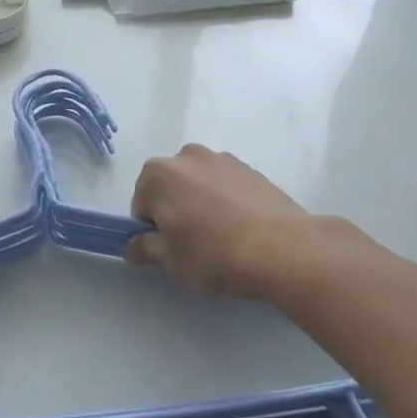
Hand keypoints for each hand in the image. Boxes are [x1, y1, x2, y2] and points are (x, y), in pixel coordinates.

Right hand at [127, 145, 322, 300]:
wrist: (282, 247)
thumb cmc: (213, 254)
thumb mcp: (171, 261)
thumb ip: (146, 249)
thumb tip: (134, 246)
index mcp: (157, 174)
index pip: (142, 204)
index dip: (152, 230)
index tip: (170, 249)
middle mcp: (185, 156)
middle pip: (170, 187)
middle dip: (176, 210)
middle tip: (193, 244)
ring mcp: (221, 159)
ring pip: (199, 183)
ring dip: (202, 202)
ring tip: (222, 236)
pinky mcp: (250, 168)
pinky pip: (226, 185)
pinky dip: (227, 200)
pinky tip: (242, 228)